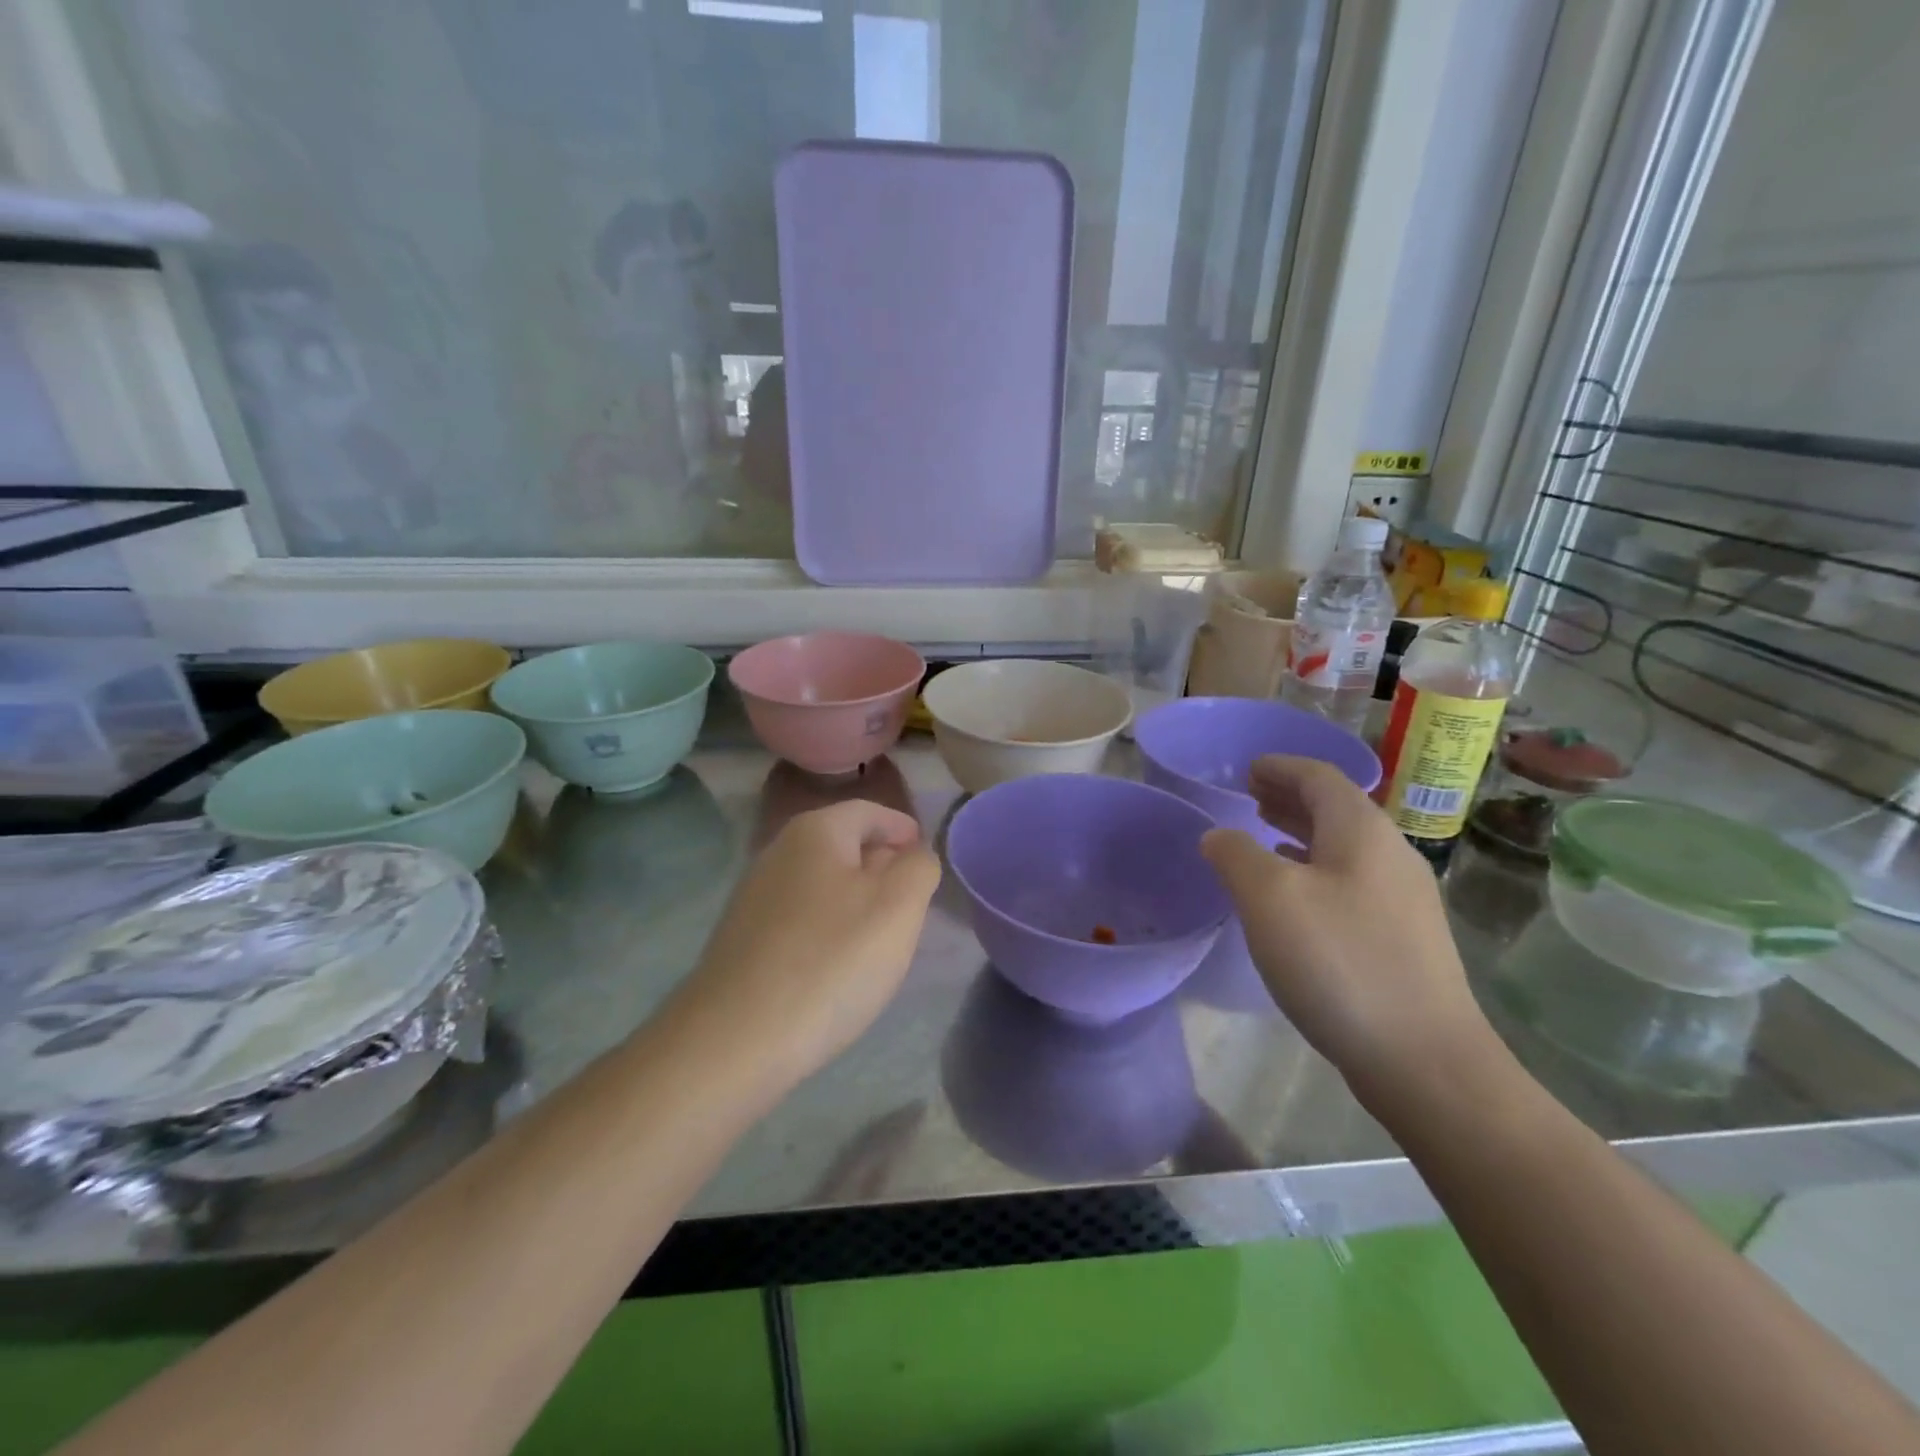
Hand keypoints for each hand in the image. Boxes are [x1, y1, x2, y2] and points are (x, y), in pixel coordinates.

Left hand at [675, 800, 940, 1086]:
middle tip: (911, 903)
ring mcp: (754, 896)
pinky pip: (800, 917)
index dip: (902, 829)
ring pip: (822, 883)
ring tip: (880, 938)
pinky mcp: (743, 938)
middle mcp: (778, 852)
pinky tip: (837, 964)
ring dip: (855, 900)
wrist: (735, 1040)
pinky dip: (827, 928)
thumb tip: (913, 855)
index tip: (925, 858)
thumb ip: (919, 867)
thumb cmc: (830, 962)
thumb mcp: (898, 907)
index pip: (870, 812)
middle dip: (881, 866)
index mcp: (816, 831)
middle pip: (844, 844)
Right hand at [1200, 755, 1496, 1099]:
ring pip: (1343, 846)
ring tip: (1263, 835)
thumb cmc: (1340, 962)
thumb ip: (1235, 854)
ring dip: (1300, 831)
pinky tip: (1295, 895)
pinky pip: (1350, 879)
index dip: (1280, 767)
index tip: (1247, 769)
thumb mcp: (1269, 898)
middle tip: (1249, 796)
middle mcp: (1390, 854)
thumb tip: (1219, 835)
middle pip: (1335, 807)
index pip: (1319, 776)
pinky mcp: (1402, 937)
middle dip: (1289, 796)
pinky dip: (1315, 868)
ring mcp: (1402, 898)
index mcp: (1361, 831)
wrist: (1424, 1059)